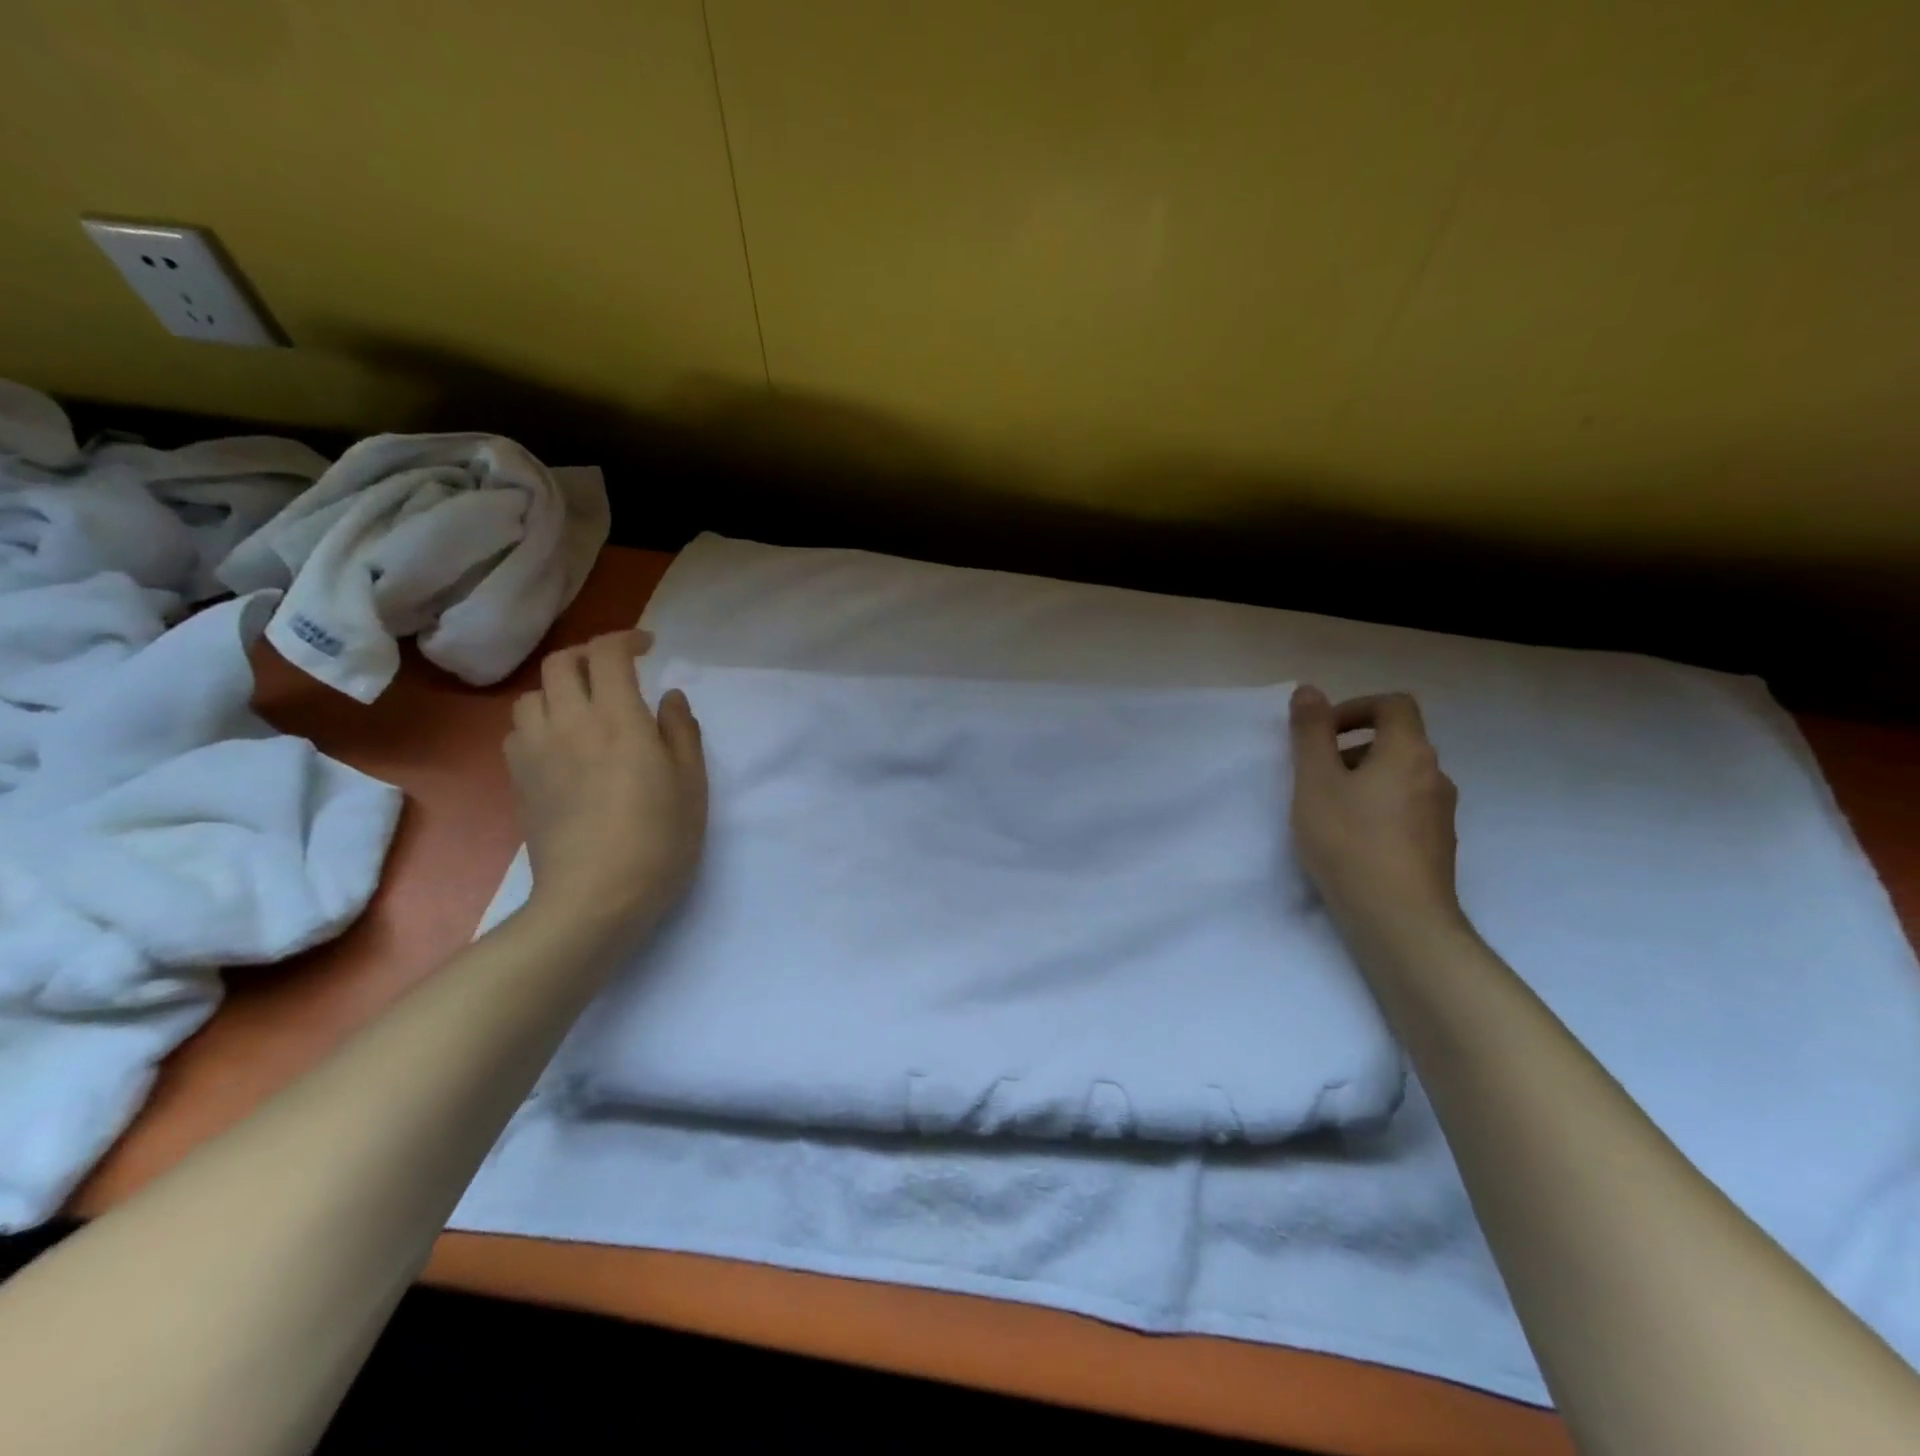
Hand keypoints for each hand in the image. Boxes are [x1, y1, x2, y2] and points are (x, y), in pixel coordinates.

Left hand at [505, 629, 707, 939]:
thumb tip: (669, 697)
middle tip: (617, 671)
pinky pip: (519, 730)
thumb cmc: (659, 839)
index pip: (607, 654)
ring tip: (586, 707)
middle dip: (590, 655)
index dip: (626, 639)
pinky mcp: (519, 780)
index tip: (648, 647)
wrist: (595, 897)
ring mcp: (536, 752)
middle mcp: (569, 723)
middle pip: (562, 663)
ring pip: (533, 695)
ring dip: (560, 689)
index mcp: (618, 719)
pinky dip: (540, 722)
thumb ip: (681, 731)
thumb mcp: (692, 783)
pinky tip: (562, 744)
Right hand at [1288, 686, 1464, 945]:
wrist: (1399, 919)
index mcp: (1409, 752)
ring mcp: (1441, 814)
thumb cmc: (1349, 841)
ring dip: (1362, 780)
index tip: (1320, 734)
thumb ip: (1310, 733)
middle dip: (1350, 748)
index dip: (1354, 708)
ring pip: (1399, 778)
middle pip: (1396, 741)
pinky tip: (1350, 841)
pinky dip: (1377, 809)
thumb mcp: (1315, 781)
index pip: (1393, 705)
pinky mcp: (1437, 846)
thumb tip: (1310, 691)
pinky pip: (1405, 809)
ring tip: (1326, 811)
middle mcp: (1434, 775)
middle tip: (1313, 776)